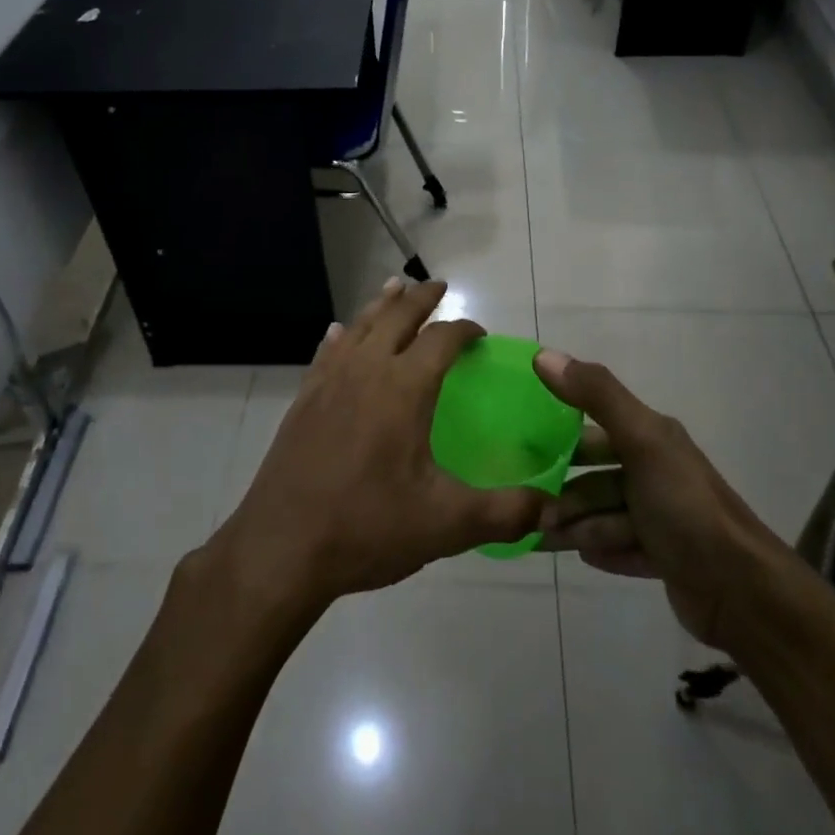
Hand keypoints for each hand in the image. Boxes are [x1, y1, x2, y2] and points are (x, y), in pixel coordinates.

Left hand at [210, 279, 545, 614]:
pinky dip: (342, 335)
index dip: (464, 329)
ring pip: (360, 326)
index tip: (479, 333)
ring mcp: (328, 382)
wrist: (282, 548)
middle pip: (396, 317)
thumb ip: (505, 512)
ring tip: (395, 288)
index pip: (441, 340)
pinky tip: (340, 333)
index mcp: (404, 388)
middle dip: (421, 298)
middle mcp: (365, 371)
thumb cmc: (367, 527)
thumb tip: (553, 507)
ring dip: (381, 305)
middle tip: (437, 286)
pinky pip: (327, 352)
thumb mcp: (446, 525)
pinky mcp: (304, 400)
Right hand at [534, 350, 788, 655]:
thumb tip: (543, 355)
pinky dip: (602, 549)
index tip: (523, 454)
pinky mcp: (667, 558)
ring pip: (607, 514)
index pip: (597, 429)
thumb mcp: (641, 441)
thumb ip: (595, 395)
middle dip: (565, 491)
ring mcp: (663, 517)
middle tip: (531, 510)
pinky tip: (583, 556)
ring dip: (578, 524)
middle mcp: (658, 472)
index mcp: (653, 439)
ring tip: (545, 538)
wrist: (743, 592)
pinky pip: (624, 548)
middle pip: (598, 476)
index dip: (562, 439)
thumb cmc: (685, 507)